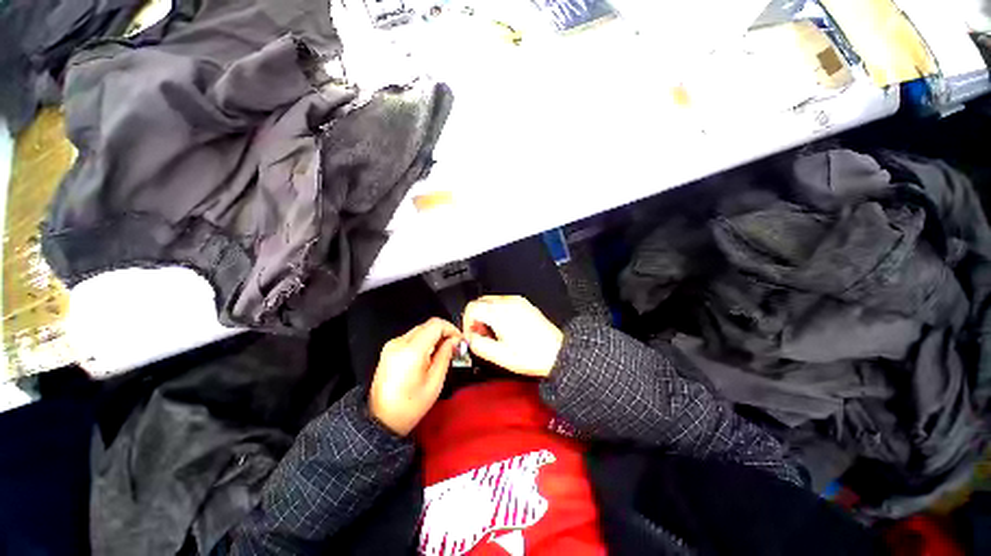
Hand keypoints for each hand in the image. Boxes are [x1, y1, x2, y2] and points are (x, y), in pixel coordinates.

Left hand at [369, 318, 460, 435]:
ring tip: (443, 352)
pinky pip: (412, 337)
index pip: (436, 325)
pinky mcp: (389, 349)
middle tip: (454, 346)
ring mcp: (392, 345)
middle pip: (428, 325)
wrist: (381, 420)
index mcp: (411, 351)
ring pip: (421, 329)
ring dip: (434, 336)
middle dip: (444, 332)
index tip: (459, 340)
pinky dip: (424, 341)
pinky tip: (429, 355)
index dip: (451, 329)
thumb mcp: (435, 383)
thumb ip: (445, 356)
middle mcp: (399, 343)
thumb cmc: (409, 406)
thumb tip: (454, 341)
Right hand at [462, 296, 562, 377]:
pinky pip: (504, 303)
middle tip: (481, 335)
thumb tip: (470, 338)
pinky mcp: (525, 305)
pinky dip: (498, 313)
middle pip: (480, 302)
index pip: (472, 307)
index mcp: (500, 313)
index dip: (467, 322)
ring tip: (494, 334)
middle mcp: (509, 303)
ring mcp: (518, 302)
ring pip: (492, 302)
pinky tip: (505, 329)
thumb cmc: (533, 355)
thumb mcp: (499, 356)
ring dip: (487, 316)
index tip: (471, 334)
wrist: (557, 353)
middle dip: (476, 318)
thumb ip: (478, 345)